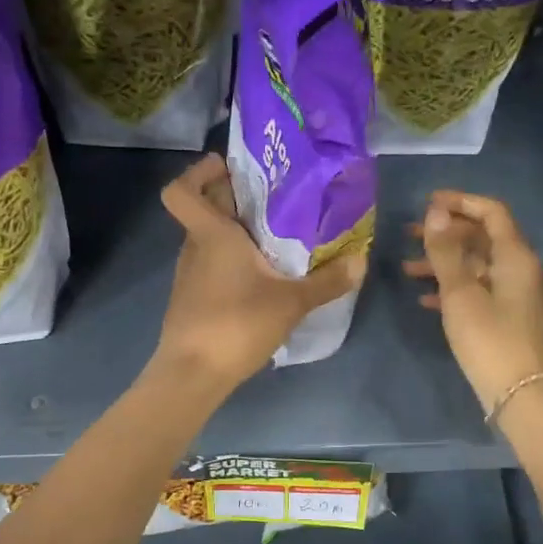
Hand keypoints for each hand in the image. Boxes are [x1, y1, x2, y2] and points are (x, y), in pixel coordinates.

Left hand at [153, 154, 365, 393]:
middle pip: (203, 211)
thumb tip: (361, 261)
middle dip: (233, 201)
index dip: (197, 173)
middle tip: (273, 202)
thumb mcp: (292, 302)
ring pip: (208, 240)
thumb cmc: (237, 324)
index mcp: (212, 235)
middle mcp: (194, 248)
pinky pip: (210, 267)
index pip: (181, 190)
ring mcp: (189, 276)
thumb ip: (327, 281)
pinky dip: (231, 264)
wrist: (192, 374)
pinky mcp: (191, 301)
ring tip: (274, 241)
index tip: (227, 169)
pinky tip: (259, 281)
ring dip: (235, 235)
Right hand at [403, 191, 542, 415]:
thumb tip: (436, 211)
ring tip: (407, 268)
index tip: (428, 202)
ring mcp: (513, 294)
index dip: (461, 202)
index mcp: (514, 256)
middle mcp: (519, 269)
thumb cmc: (488, 339)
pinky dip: (452, 288)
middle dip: (446, 233)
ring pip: (476, 265)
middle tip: (410, 234)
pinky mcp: (505, 317)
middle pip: (482, 237)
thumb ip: (446, 251)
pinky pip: (477, 290)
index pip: (492, 212)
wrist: (519, 394)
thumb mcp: (460, 293)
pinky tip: (424, 298)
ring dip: (444, 262)